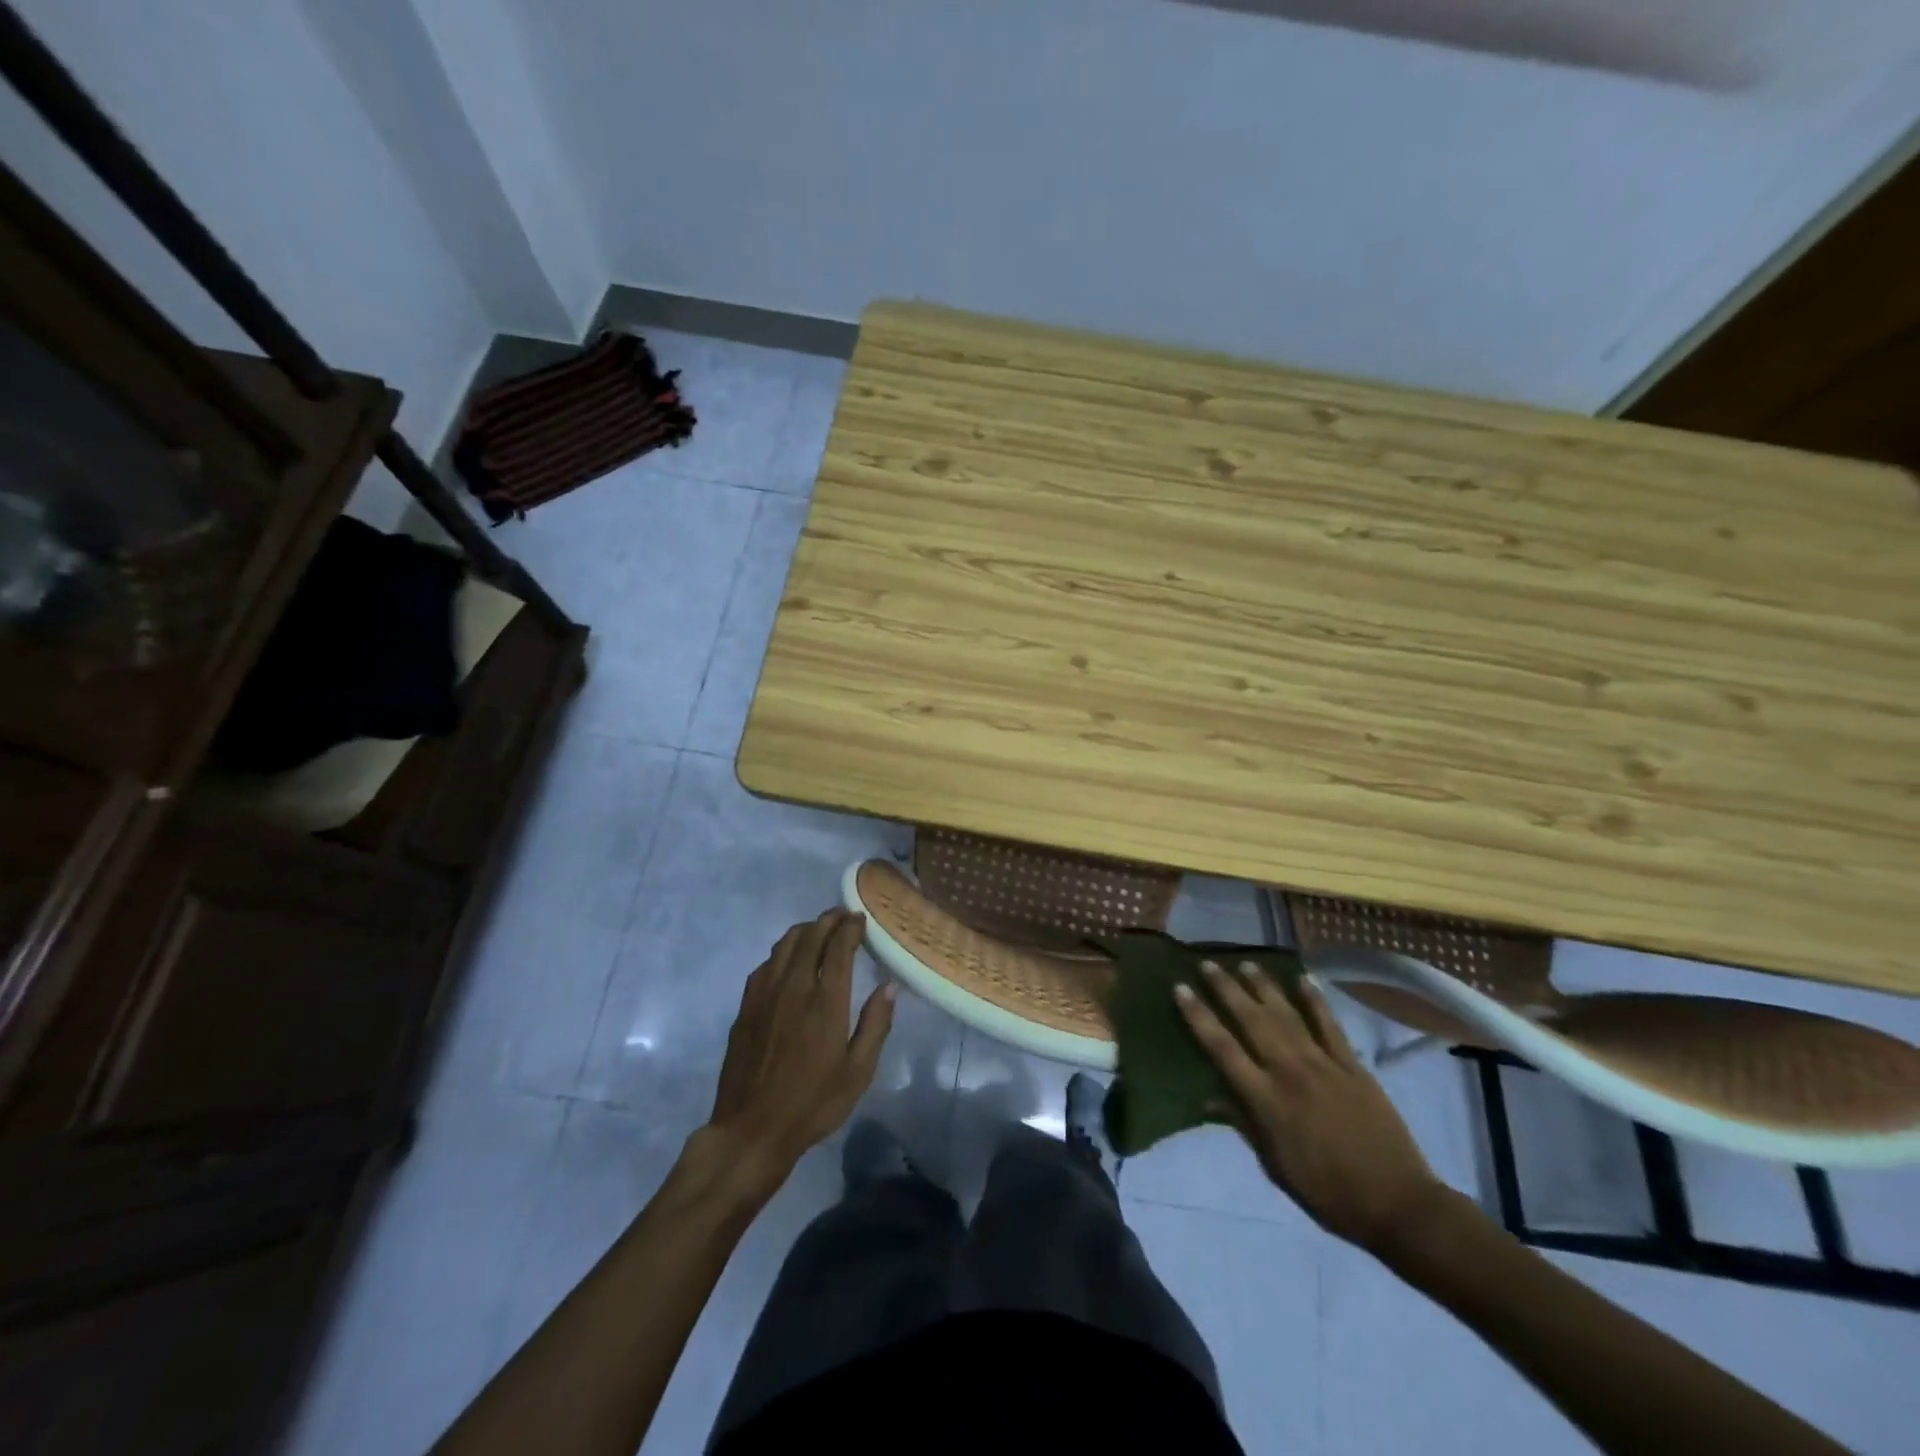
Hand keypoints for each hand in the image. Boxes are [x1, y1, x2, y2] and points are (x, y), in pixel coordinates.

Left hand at [704, 910, 894, 1185]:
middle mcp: (794, 987)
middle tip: (843, 916)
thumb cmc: (812, 1104)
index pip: (839, 947)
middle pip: (810, 936)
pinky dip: (783, 951)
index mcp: (825, 1001)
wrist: (751, 1130)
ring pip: (785, 944)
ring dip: (805, 930)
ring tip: (819, 930)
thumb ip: (875, 1024)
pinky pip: (766, 963)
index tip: (861, 918)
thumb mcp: (858, 1072)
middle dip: (829, 920)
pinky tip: (789, 960)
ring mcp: (765, 994)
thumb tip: (890, 986)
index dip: (851, 927)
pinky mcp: (746, 1006)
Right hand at [1177, 960, 1442, 1253]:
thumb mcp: (1275, 1166)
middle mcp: (1289, 1072)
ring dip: (1264, 987)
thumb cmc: (1327, 1192)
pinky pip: (1330, 1025)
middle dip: (1226, 989)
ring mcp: (1323, 1064)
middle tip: (1207, 964)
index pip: (1222, 1048)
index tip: (1180, 989)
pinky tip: (1304, 979)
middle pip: (1251, 1020)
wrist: (1397, 1204)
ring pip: (1286, 1015)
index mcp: (1266, 1100)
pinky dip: (1316, 1000)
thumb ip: (1243, 1124)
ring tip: (1245, 963)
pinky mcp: (1353, 1066)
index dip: (1198, 1016)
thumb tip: (1206, 1099)